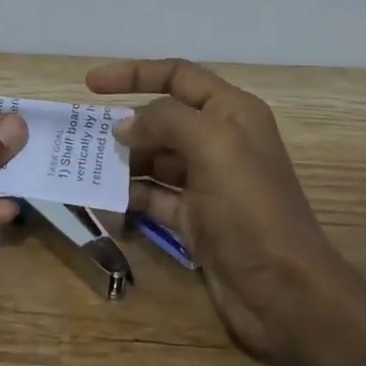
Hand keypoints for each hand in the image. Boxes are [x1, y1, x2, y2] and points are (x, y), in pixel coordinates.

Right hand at [89, 59, 339, 363]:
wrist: (284, 292)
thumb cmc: (251, 209)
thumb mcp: (213, 147)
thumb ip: (166, 121)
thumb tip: (125, 126)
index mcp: (232, 113)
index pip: (178, 76)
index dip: (134, 73)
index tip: (90, 84)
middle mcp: (220, 141)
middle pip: (163, 118)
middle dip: (124, 123)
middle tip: (81, 134)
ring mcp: (207, 183)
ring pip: (154, 159)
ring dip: (122, 160)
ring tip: (84, 166)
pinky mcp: (195, 219)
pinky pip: (153, 197)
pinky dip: (129, 196)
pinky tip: (103, 200)